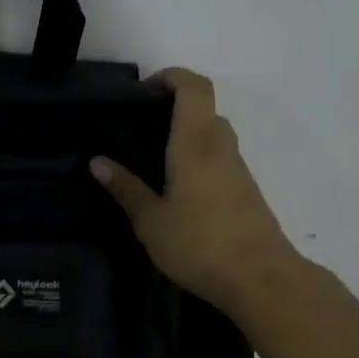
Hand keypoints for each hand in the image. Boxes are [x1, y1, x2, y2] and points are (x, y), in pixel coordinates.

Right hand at [90, 68, 295, 308]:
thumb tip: (97, 161)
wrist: (261, 280)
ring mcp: (238, 169)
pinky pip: (219, 159)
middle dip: (173, 110)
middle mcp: (220, 147)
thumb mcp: (151, 221)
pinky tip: (176, 190)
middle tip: (139, 130)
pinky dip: (197, 159)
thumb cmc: (200, 245)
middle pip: (203, 110)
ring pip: (213, 135)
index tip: (144, 91)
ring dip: (186, 137)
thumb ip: (125, 188)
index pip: (194, 87)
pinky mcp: (246, 191)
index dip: (171, 77)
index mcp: (195, 144)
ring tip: (151, 162)